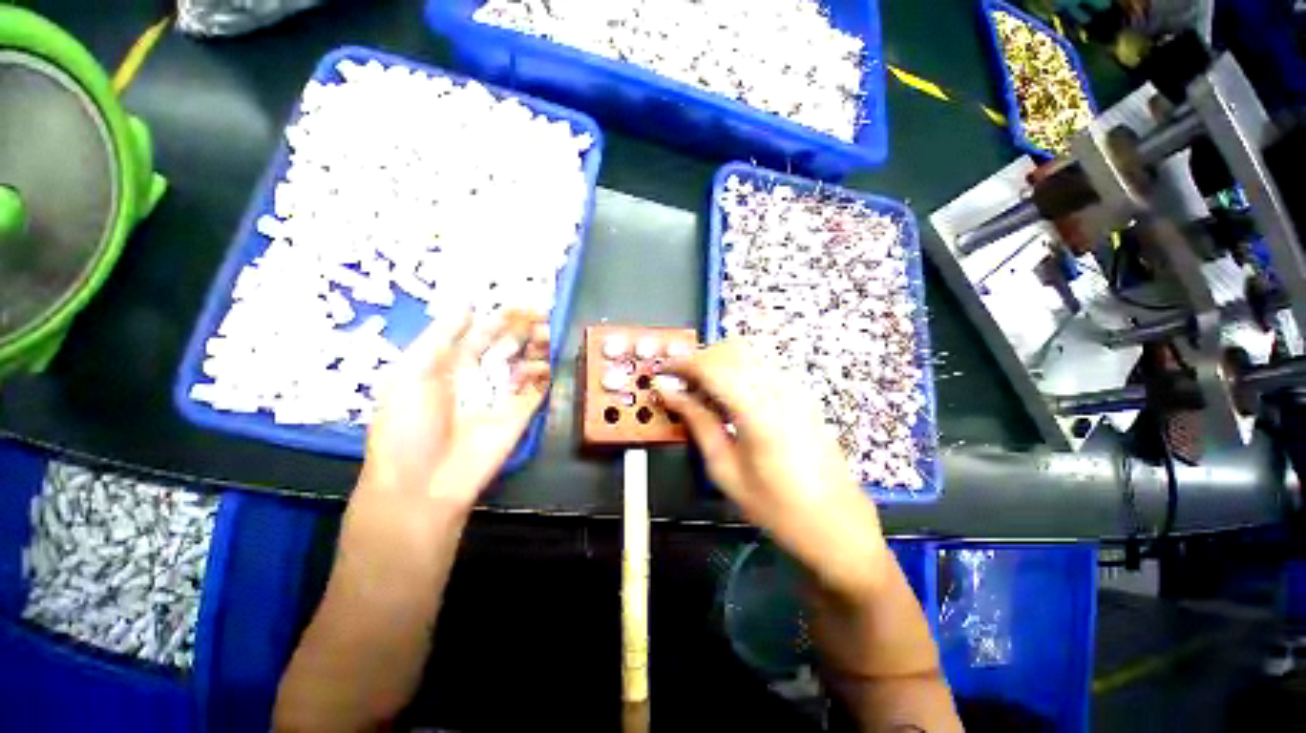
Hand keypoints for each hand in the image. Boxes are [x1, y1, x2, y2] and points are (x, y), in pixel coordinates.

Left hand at [358, 310, 551, 514]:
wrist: (422, 485)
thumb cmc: (406, 426)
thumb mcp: (410, 373)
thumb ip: (440, 337)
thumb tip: (467, 303)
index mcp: (449, 364)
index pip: (479, 332)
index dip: (498, 316)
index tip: (517, 300)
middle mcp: (478, 376)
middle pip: (506, 345)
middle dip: (523, 328)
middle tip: (542, 311)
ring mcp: (501, 395)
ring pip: (525, 364)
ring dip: (537, 347)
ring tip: (547, 333)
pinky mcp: (519, 415)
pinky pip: (536, 389)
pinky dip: (544, 375)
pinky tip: (545, 363)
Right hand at [657, 341, 890, 598]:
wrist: (836, 523)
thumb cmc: (776, 507)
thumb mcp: (725, 470)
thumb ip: (698, 423)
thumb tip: (670, 394)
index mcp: (758, 410)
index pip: (712, 366)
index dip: (682, 364)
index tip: (662, 372)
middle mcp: (779, 388)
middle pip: (730, 350)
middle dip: (699, 360)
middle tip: (680, 385)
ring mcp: (794, 387)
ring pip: (746, 354)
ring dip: (718, 364)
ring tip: (700, 393)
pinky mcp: (800, 393)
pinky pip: (761, 367)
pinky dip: (736, 371)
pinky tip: (728, 398)